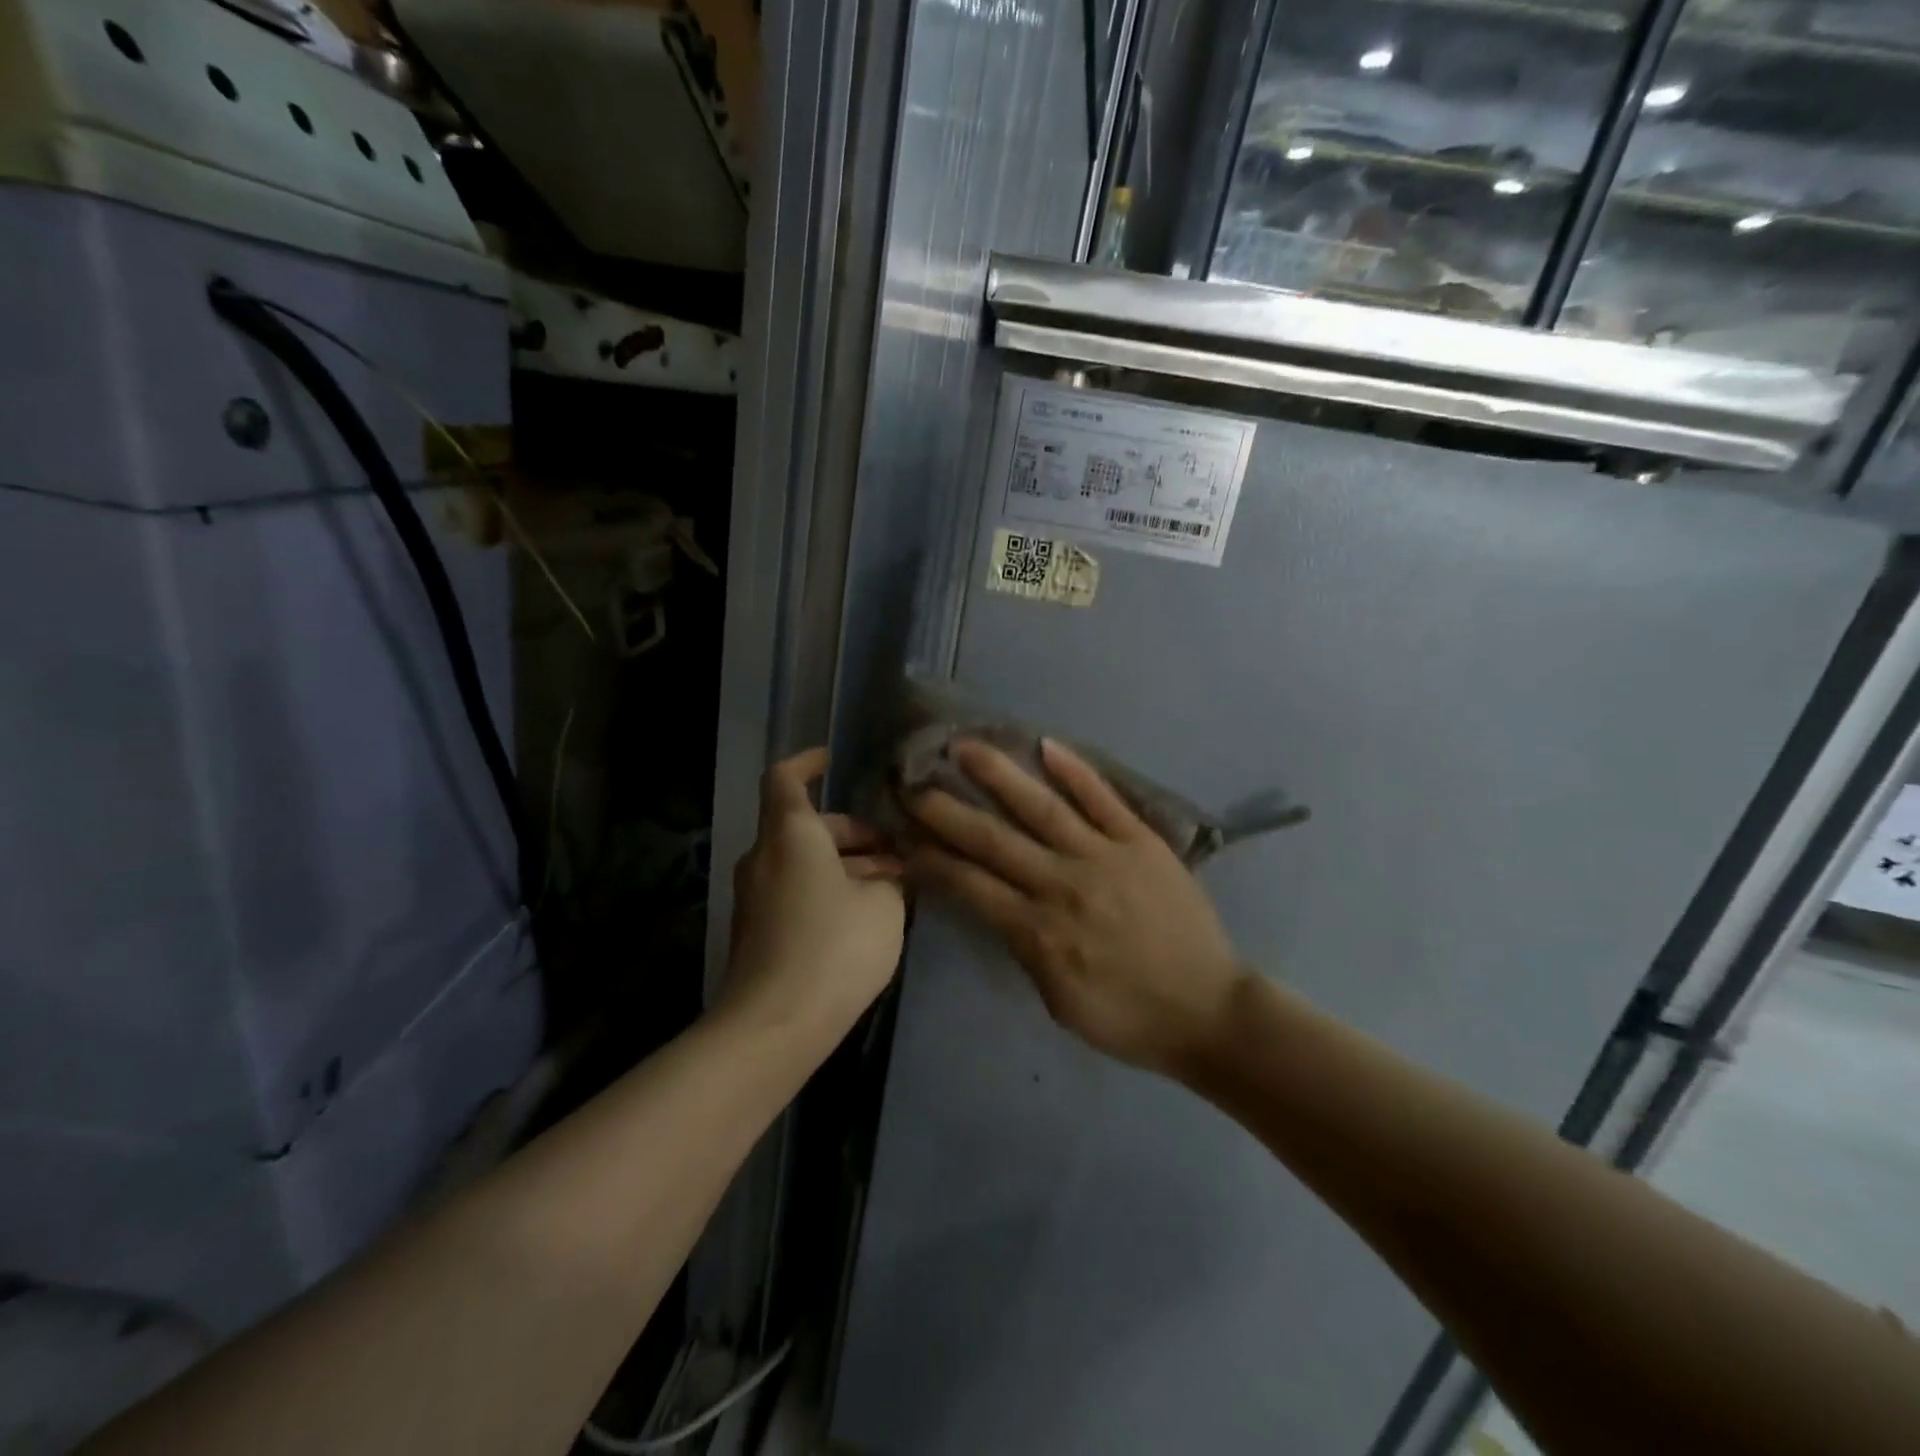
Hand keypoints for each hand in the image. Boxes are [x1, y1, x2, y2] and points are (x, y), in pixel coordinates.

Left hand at [722, 749, 906, 1049]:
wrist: (774, 1026)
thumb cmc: (833, 947)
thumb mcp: (884, 907)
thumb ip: (890, 881)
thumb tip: (885, 879)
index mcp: (791, 834)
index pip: (786, 778)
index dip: (808, 762)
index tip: (832, 759)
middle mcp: (765, 857)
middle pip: (805, 826)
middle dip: (852, 832)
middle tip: (897, 850)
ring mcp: (756, 896)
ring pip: (804, 861)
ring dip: (845, 864)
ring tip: (893, 885)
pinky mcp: (758, 930)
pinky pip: (796, 891)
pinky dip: (828, 890)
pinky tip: (865, 916)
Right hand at [907, 739, 1245, 1078]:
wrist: (1208, 1010)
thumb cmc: (1127, 1017)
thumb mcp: (1057, 1001)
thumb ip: (1023, 948)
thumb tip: (997, 904)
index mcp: (1037, 931)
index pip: (968, 884)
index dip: (930, 858)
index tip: (903, 835)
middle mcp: (1062, 883)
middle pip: (992, 839)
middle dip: (946, 810)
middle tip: (912, 782)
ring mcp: (1104, 856)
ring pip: (1041, 806)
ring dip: (999, 774)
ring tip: (965, 746)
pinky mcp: (1142, 841)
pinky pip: (1103, 799)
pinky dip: (1075, 771)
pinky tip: (1046, 745)